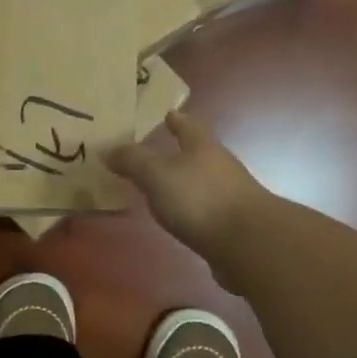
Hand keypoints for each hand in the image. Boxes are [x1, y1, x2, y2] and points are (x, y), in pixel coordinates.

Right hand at [106, 110, 267, 262]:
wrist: (248, 244)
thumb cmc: (200, 199)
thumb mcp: (157, 175)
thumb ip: (133, 161)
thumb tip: (108, 149)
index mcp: (202, 146)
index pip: (188, 125)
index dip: (176, 119)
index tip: (166, 114)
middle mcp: (219, 165)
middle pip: (197, 152)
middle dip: (178, 150)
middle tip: (152, 151)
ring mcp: (229, 195)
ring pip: (201, 180)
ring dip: (182, 181)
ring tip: (158, 186)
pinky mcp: (231, 223)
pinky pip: (204, 207)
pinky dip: (189, 207)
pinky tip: (177, 216)